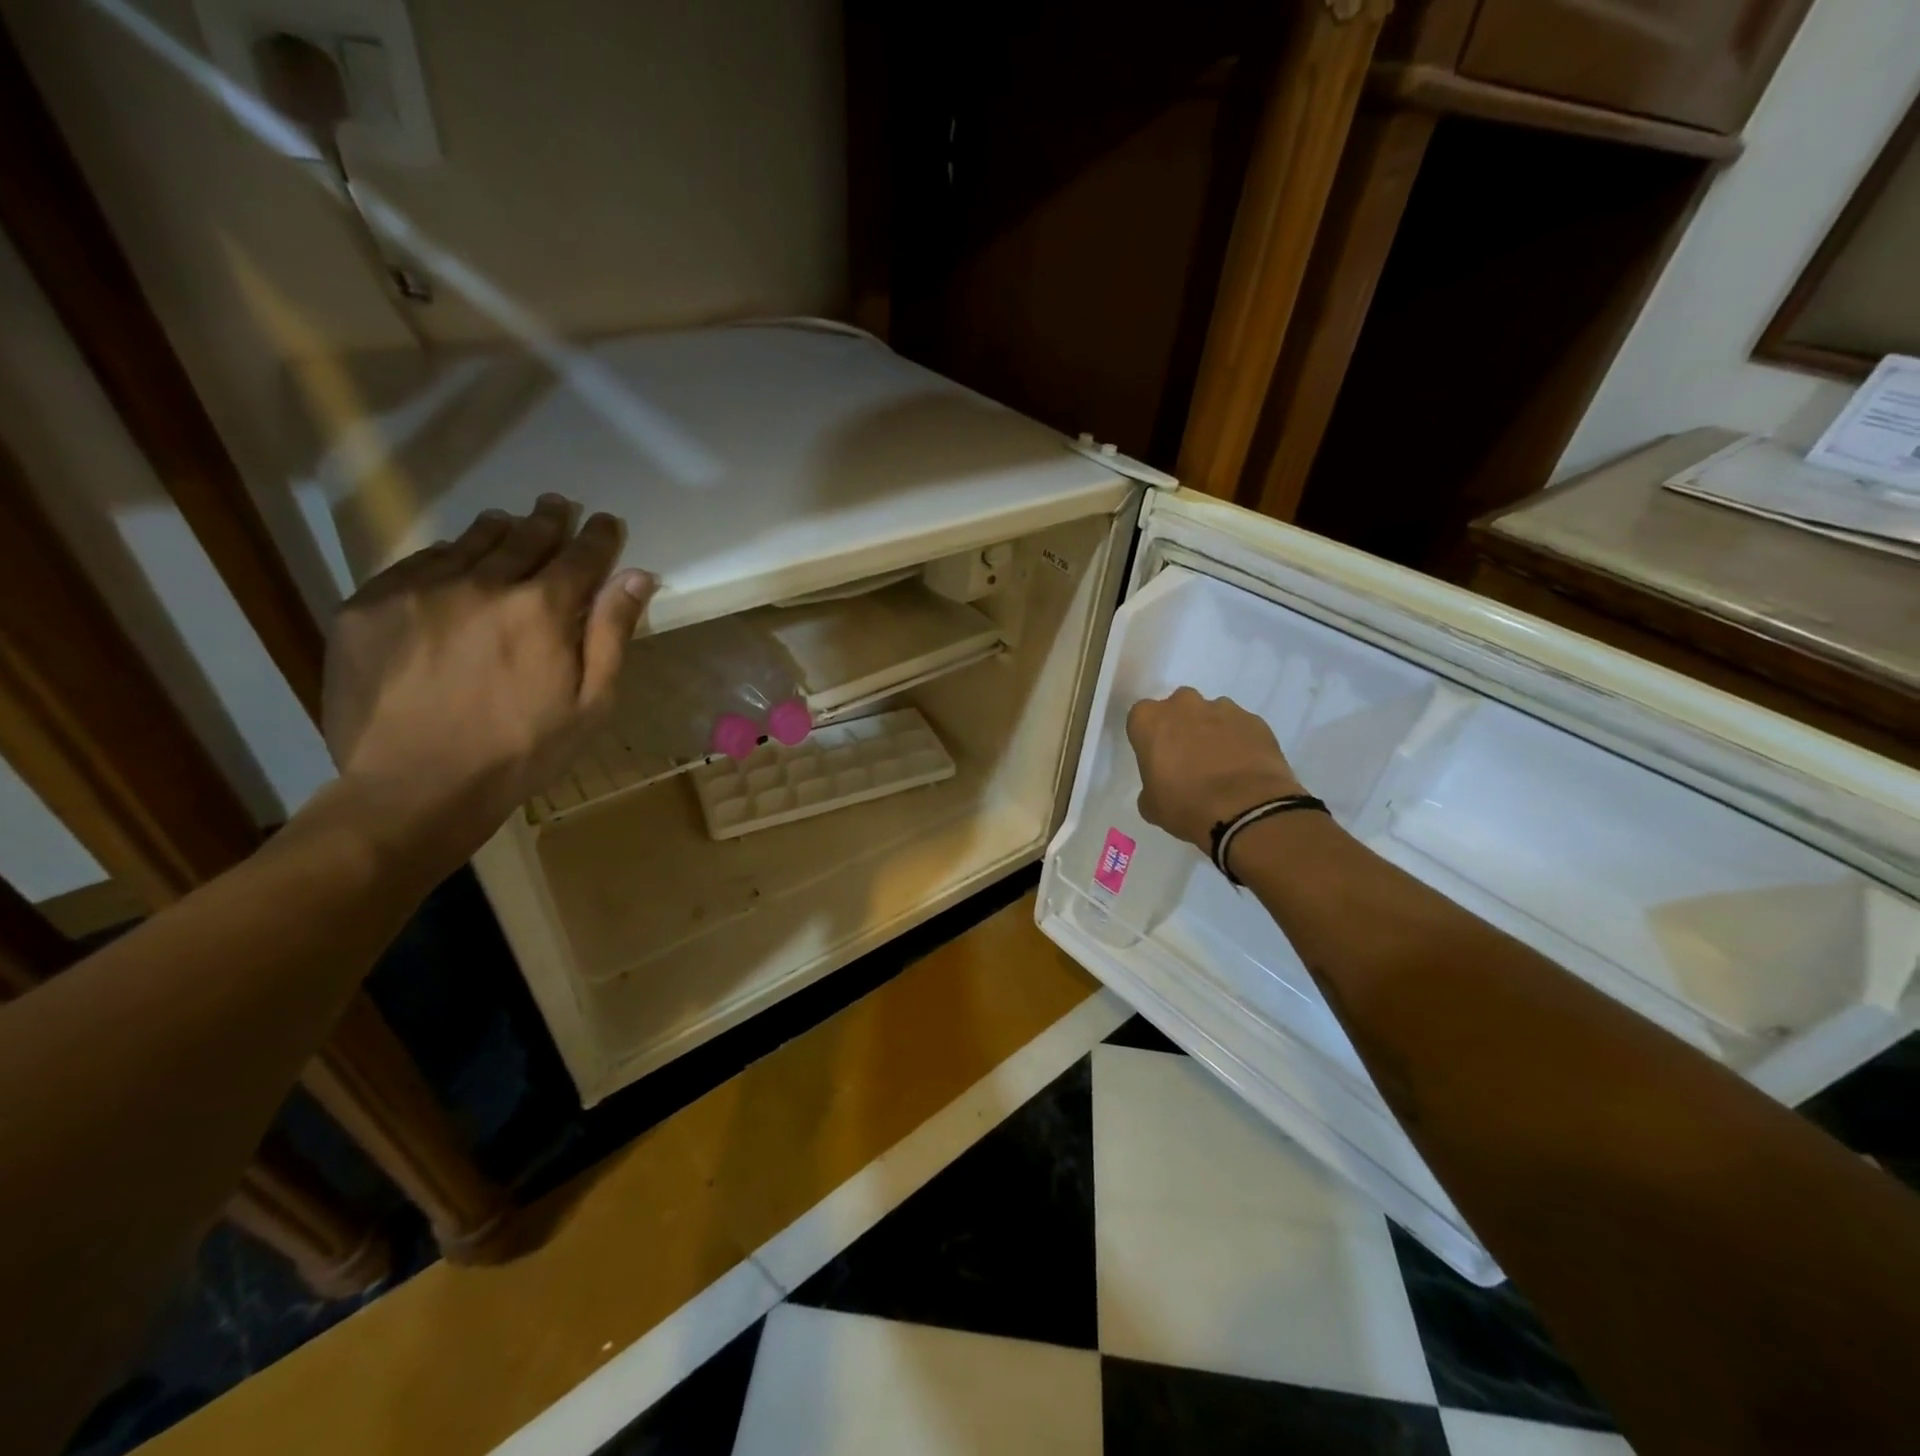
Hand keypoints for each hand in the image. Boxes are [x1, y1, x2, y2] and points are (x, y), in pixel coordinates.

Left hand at [322, 494, 656, 871]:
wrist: (414, 788)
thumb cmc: (521, 752)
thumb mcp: (590, 704)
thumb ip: (612, 634)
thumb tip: (637, 576)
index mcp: (542, 609)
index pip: (581, 555)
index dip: (598, 537)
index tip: (606, 524)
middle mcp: (482, 583)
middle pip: (525, 537)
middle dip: (549, 520)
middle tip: (559, 505)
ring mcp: (418, 589)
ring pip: (468, 542)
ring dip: (498, 530)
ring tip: (510, 522)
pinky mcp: (369, 605)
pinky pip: (417, 563)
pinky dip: (445, 556)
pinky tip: (452, 563)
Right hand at [1125, 688, 1305, 850]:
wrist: (1246, 809)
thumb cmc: (1186, 805)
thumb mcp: (1151, 805)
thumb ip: (1151, 785)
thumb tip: (1162, 786)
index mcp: (1150, 720)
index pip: (1141, 717)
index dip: (1149, 736)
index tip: (1156, 757)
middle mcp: (1184, 705)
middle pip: (1178, 707)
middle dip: (1181, 726)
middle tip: (1187, 758)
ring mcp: (1223, 709)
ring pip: (1212, 714)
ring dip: (1212, 732)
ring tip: (1221, 765)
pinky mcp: (1255, 720)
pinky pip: (1241, 726)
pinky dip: (1240, 741)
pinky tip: (1244, 767)